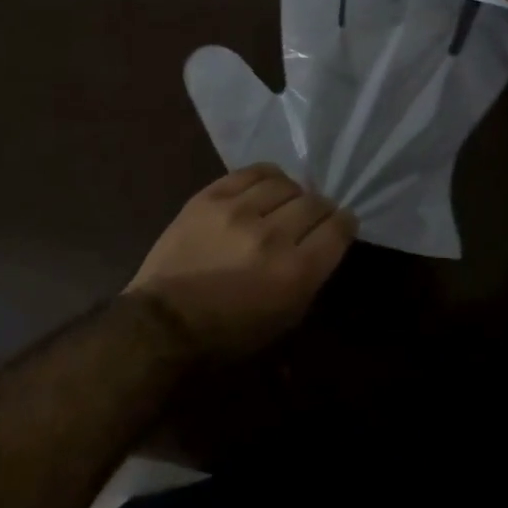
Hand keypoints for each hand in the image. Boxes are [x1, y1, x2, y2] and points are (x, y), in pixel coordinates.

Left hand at [126, 164, 356, 359]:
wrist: (163, 323)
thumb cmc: (227, 335)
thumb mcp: (283, 320)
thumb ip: (310, 277)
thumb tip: (323, 243)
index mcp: (295, 272)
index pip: (337, 229)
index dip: (345, 223)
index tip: (342, 223)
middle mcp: (272, 235)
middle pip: (314, 203)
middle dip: (321, 209)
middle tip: (314, 216)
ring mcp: (239, 211)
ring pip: (285, 183)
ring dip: (292, 193)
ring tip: (286, 202)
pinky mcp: (211, 196)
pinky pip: (252, 172)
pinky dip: (267, 177)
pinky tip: (267, 185)